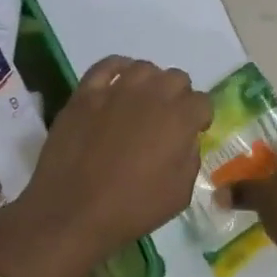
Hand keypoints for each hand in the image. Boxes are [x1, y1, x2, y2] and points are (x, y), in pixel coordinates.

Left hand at [0, 57, 210, 276]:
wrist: (74, 210)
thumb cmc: (132, 208)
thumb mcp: (179, 194)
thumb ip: (190, 158)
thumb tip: (185, 140)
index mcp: (179, 118)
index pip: (202, 102)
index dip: (200, 117)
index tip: (193, 131)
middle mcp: (151, 94)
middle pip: (176, 78)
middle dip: (178, 97)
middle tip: (167, 120)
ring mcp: (115, 89)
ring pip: (144, 68)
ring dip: (150, 82)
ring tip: (142, 102)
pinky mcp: (85, 93)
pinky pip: (106, 65)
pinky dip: (117, 69)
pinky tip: (118, 82)